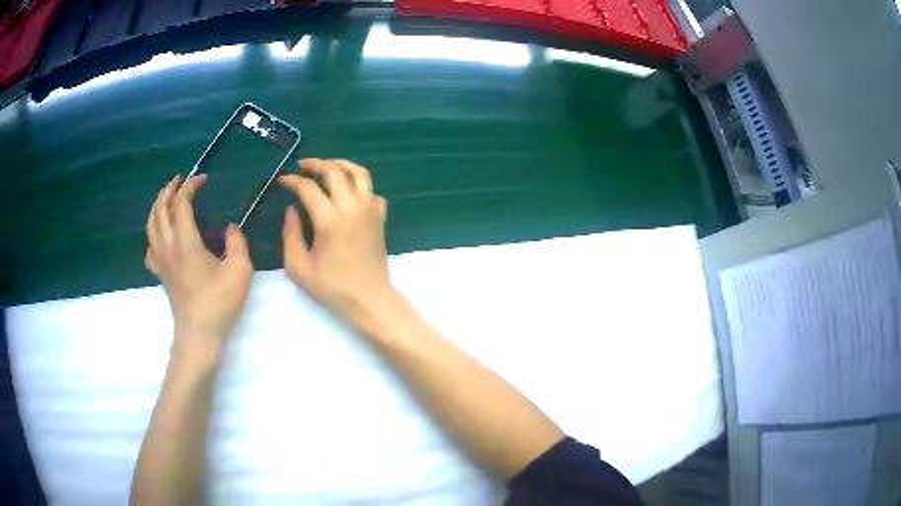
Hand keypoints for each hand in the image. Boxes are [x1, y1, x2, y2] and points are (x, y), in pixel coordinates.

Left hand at [145, 175, 253, 345]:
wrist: (199, 334)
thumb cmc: (219, 302)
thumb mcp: (240, 271)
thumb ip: (238, 242)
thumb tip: (230, 227)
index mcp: (186, 241)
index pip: (181, 203)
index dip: (190, 186)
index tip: (203, 180)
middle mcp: (168, 245)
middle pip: (160, 208)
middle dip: (169, 190)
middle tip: (180, 180)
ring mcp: (161, 260)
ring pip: (151, 224)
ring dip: (157, 206)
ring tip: (167, 198)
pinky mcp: (160, 273)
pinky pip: (149, 246)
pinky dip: (153, 233)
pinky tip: (160, 235)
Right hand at [278, 159, 392, 329]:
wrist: (370, 299)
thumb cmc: (332, 288)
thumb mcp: (299, 267)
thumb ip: (291, 235)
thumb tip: (292, 209)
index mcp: (330, 219)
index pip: (308, 188)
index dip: (292, 181)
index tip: (282, 180)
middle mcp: (352, 207)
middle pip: (334, 171)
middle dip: (315, 164)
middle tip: (301, 166)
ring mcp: (370, 209)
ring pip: (359, 172)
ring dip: (340, 164)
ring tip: (326, 166)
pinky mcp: (380, 216)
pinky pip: (371, 189)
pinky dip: (359, 183)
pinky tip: (347, 190)